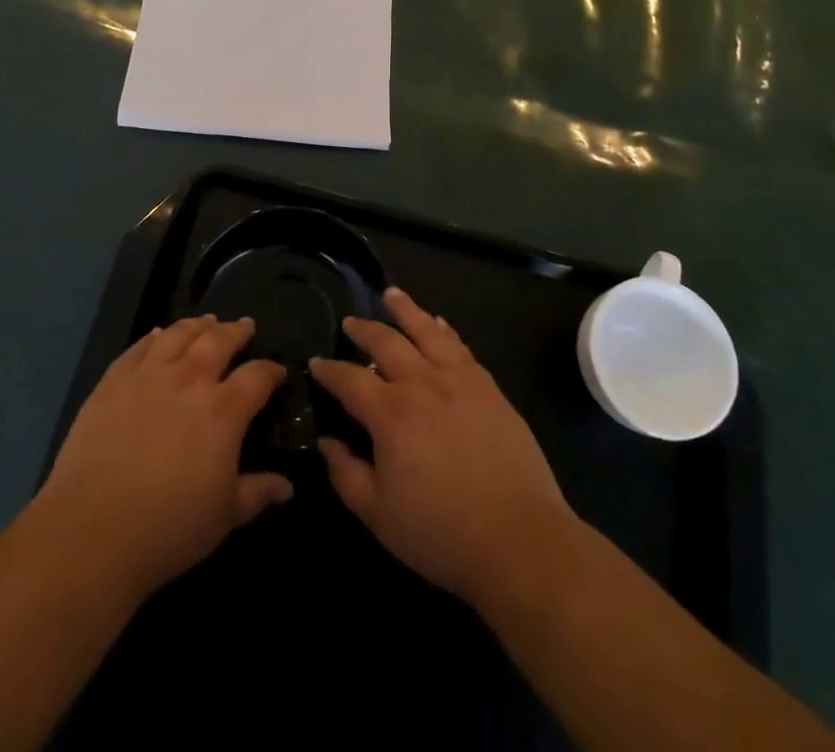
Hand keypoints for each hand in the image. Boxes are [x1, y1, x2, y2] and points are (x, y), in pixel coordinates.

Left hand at [34, 316, 290, 604]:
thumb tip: (287, 486)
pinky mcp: (114, 379)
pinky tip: (159, 335)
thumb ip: (257, 493)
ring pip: (179, 334)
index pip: (257, 376)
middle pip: (219, 340)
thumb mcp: (224, 517)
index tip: (278, 371)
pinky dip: (155, 336)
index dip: (271, 370)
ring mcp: (149, 374)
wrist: (92, 530)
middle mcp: (190, 379)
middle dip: (236, 331)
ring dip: (198, 325)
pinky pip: (140, 346)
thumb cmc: (168, 528)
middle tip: (245, 326)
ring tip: (207, 321)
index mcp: (224, 410)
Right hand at [309, 287, 574, 608]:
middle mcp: (421, 383)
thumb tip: (326, 442)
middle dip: (363, 330)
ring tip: (391, 295)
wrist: (519, 539)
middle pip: (386, 342)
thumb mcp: (378, 515)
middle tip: (350, 322)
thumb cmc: (441, 533)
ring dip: (405, 310)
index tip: (315, 362)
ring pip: (426, 331)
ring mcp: (458, 380)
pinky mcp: (488, 387)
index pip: (349, 379)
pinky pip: (460, 346)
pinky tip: (438, 323)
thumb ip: (346, 474)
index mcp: (390, 413)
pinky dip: (444, 330)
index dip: (328, 370)